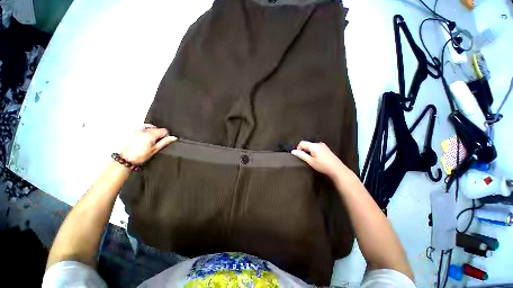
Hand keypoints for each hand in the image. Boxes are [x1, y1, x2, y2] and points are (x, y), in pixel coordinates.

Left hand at [120, 124, 176, 164]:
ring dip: (152, 132)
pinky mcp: (132, 132)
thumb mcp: (155, 149)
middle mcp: (144, 130)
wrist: (125, 159)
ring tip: (150, 140)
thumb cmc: (140, 156)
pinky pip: (142, 128)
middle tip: (157, 142)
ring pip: (149, 127)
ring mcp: (137, 130)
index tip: (165, 141)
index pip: (164, 130)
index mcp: (151, 134)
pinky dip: (145, 131)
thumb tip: (173, 138)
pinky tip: (144, 137)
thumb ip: (165, 142)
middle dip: (159, 134)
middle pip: (157, 128)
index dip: (166, 136)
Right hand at [291, 141, 346, 178]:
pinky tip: (316, 159)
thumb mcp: (310, 161)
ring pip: (311, 146)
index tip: (299, 156)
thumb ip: (301, 155)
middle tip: (305, 159)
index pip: (302, 143)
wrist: (337, 170)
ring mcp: (323, 146)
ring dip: (309, 152)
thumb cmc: (323, 166)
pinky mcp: (326, 149)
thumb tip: (293, 151)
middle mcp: (319, 143)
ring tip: (311, 160)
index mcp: (314, 145)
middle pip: (307, 144)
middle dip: (304, 150)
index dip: (298, 148)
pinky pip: (316, 148)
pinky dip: (313, 152)